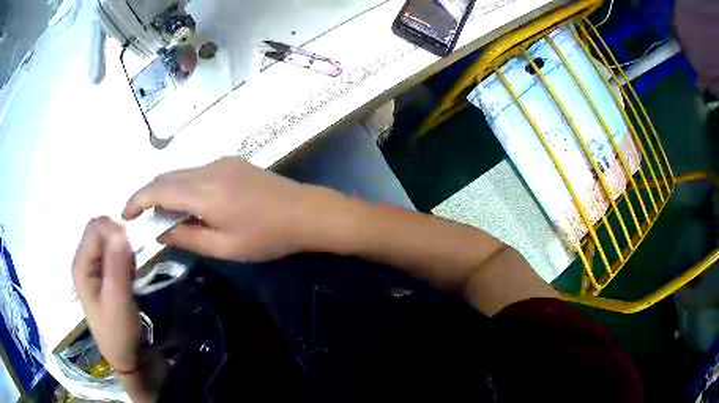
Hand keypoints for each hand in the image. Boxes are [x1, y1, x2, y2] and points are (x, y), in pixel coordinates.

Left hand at [72, 218, 142, 372]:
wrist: (128, 358)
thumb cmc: (119, 332)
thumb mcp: (118, 300)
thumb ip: (117, 264)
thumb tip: (121, 230)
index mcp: (81, 265)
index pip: (96, 228)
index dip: (115, 232)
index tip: (131, 252)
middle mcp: (84, 262)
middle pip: (101, 231)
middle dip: (119, 240)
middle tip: (132, 264)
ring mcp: (93, 269)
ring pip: (108, 241)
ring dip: (123, 250)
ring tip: (131, 274)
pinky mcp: (103, 276)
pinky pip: (114, 254)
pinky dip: (125, 258)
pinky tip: (129, 276)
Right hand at [122, 157, 329, 261]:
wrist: (306, 212)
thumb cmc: (267, 237)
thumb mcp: (224, 247)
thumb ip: (187, 237)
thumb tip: (160, 231)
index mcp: (205, 191)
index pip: (158, 189)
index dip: (137, 200)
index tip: (126, 215)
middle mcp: (209, 168)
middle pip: (166, 176)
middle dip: (148, 194)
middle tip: (140, 217)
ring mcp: (222, 162)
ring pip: (181, 172)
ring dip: (165, 190)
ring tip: (161, 215)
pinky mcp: (231, 162)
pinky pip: (196, 172)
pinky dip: (183, 186)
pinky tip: (187, 204)